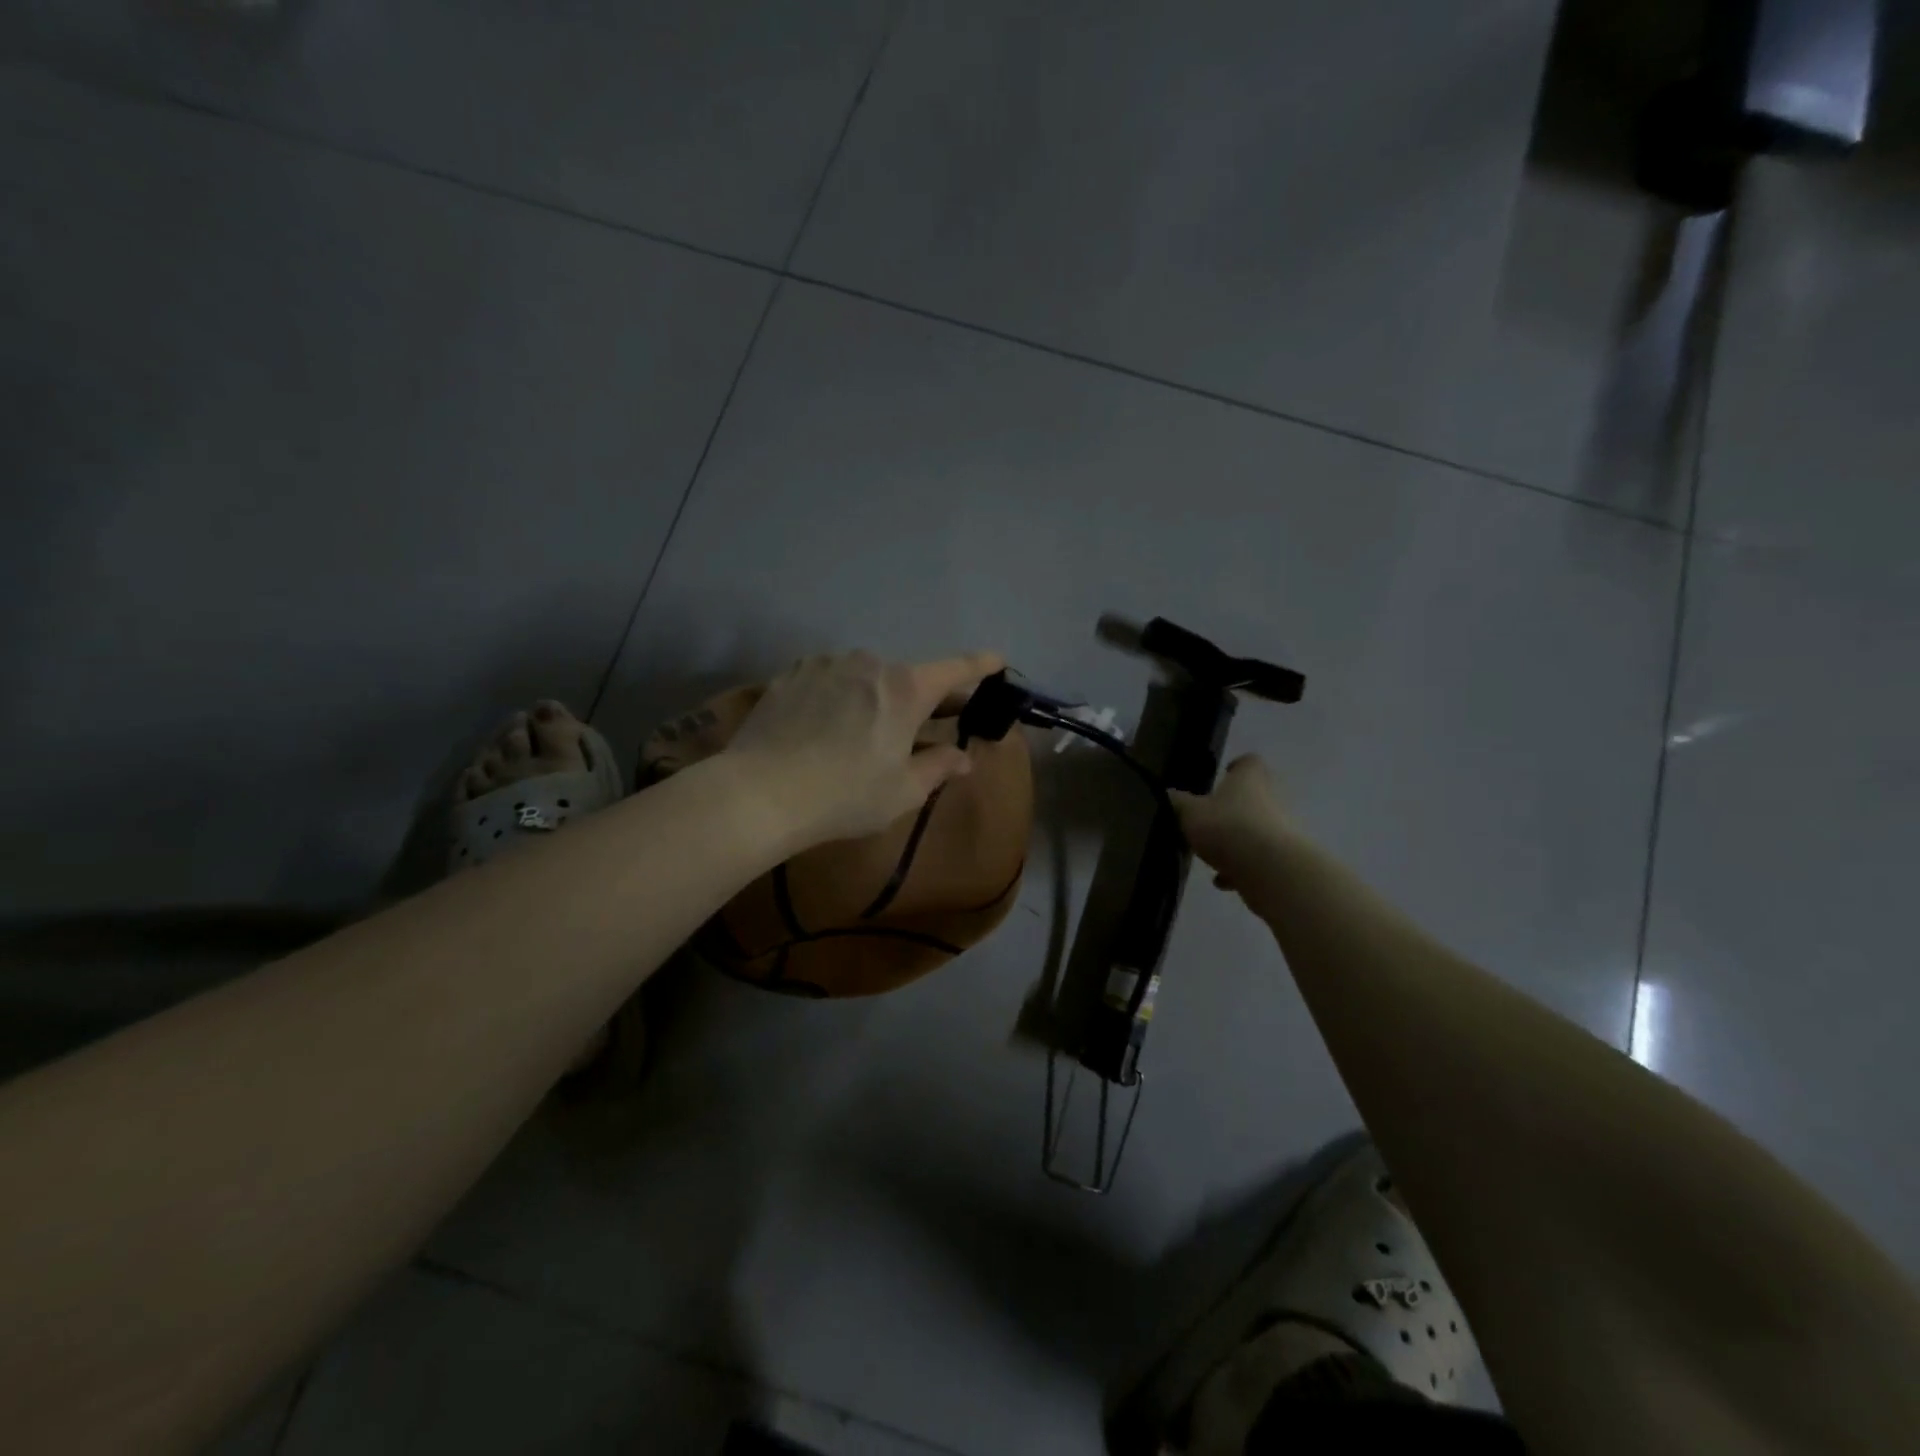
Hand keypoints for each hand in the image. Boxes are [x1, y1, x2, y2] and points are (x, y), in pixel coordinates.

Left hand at [722, 648, 1005, 848]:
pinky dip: (839, 695)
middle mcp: (870, 663)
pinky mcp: (792, 673)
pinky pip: (830, 679)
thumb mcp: (902, 791)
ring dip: (875, 697)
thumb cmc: (845, 795)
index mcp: (906, 688)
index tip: (997, 660)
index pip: (955, 669)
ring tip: (863, 733)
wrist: (759, 792)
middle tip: (927, 724)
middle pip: (908, 676)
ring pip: (866, 677)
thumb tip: (963, 758)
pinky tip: (824, 725)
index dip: (980, 665)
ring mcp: (826, 663)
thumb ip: (938, 767)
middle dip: (922, 697)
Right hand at [1169, 754, 1290, 890]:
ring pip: (1256, 829)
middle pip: (1253, 796)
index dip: (1236, 767)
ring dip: (1236, 841)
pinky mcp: (1284, 857)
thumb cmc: (1228, 827)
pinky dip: (1242, 867)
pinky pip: (1259, 858)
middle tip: (1209, 819)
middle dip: (1232, 808)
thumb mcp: (1190, 813)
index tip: (1222, 777)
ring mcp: (1282, 828)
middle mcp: (1272, 797)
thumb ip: (1178, 803)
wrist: (1272, 870)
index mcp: (1250, 778)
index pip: (1248, 762)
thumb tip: (1168, 794)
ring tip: (1211, 855)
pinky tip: (1222, 881)